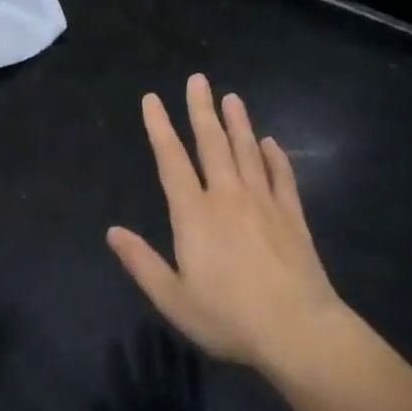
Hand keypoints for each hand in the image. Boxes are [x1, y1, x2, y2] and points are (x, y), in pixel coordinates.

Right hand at [108, 73, 344, 376]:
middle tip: (198, 79)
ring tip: (232, 97)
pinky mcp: (292, 216)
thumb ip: (142, 262)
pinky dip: (275, 157)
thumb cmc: (229, 317)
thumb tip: (112, 231)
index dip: (160, 127)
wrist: (299, 331)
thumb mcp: (173, 298)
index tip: (152, 99)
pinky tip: (271, 143)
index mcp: (194, 214)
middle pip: (212, 143)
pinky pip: (281, 177)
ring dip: (238, 123)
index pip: (171, 160)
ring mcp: (264, 203)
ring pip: (248, 151)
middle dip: (201, 109)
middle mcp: (228, 197)